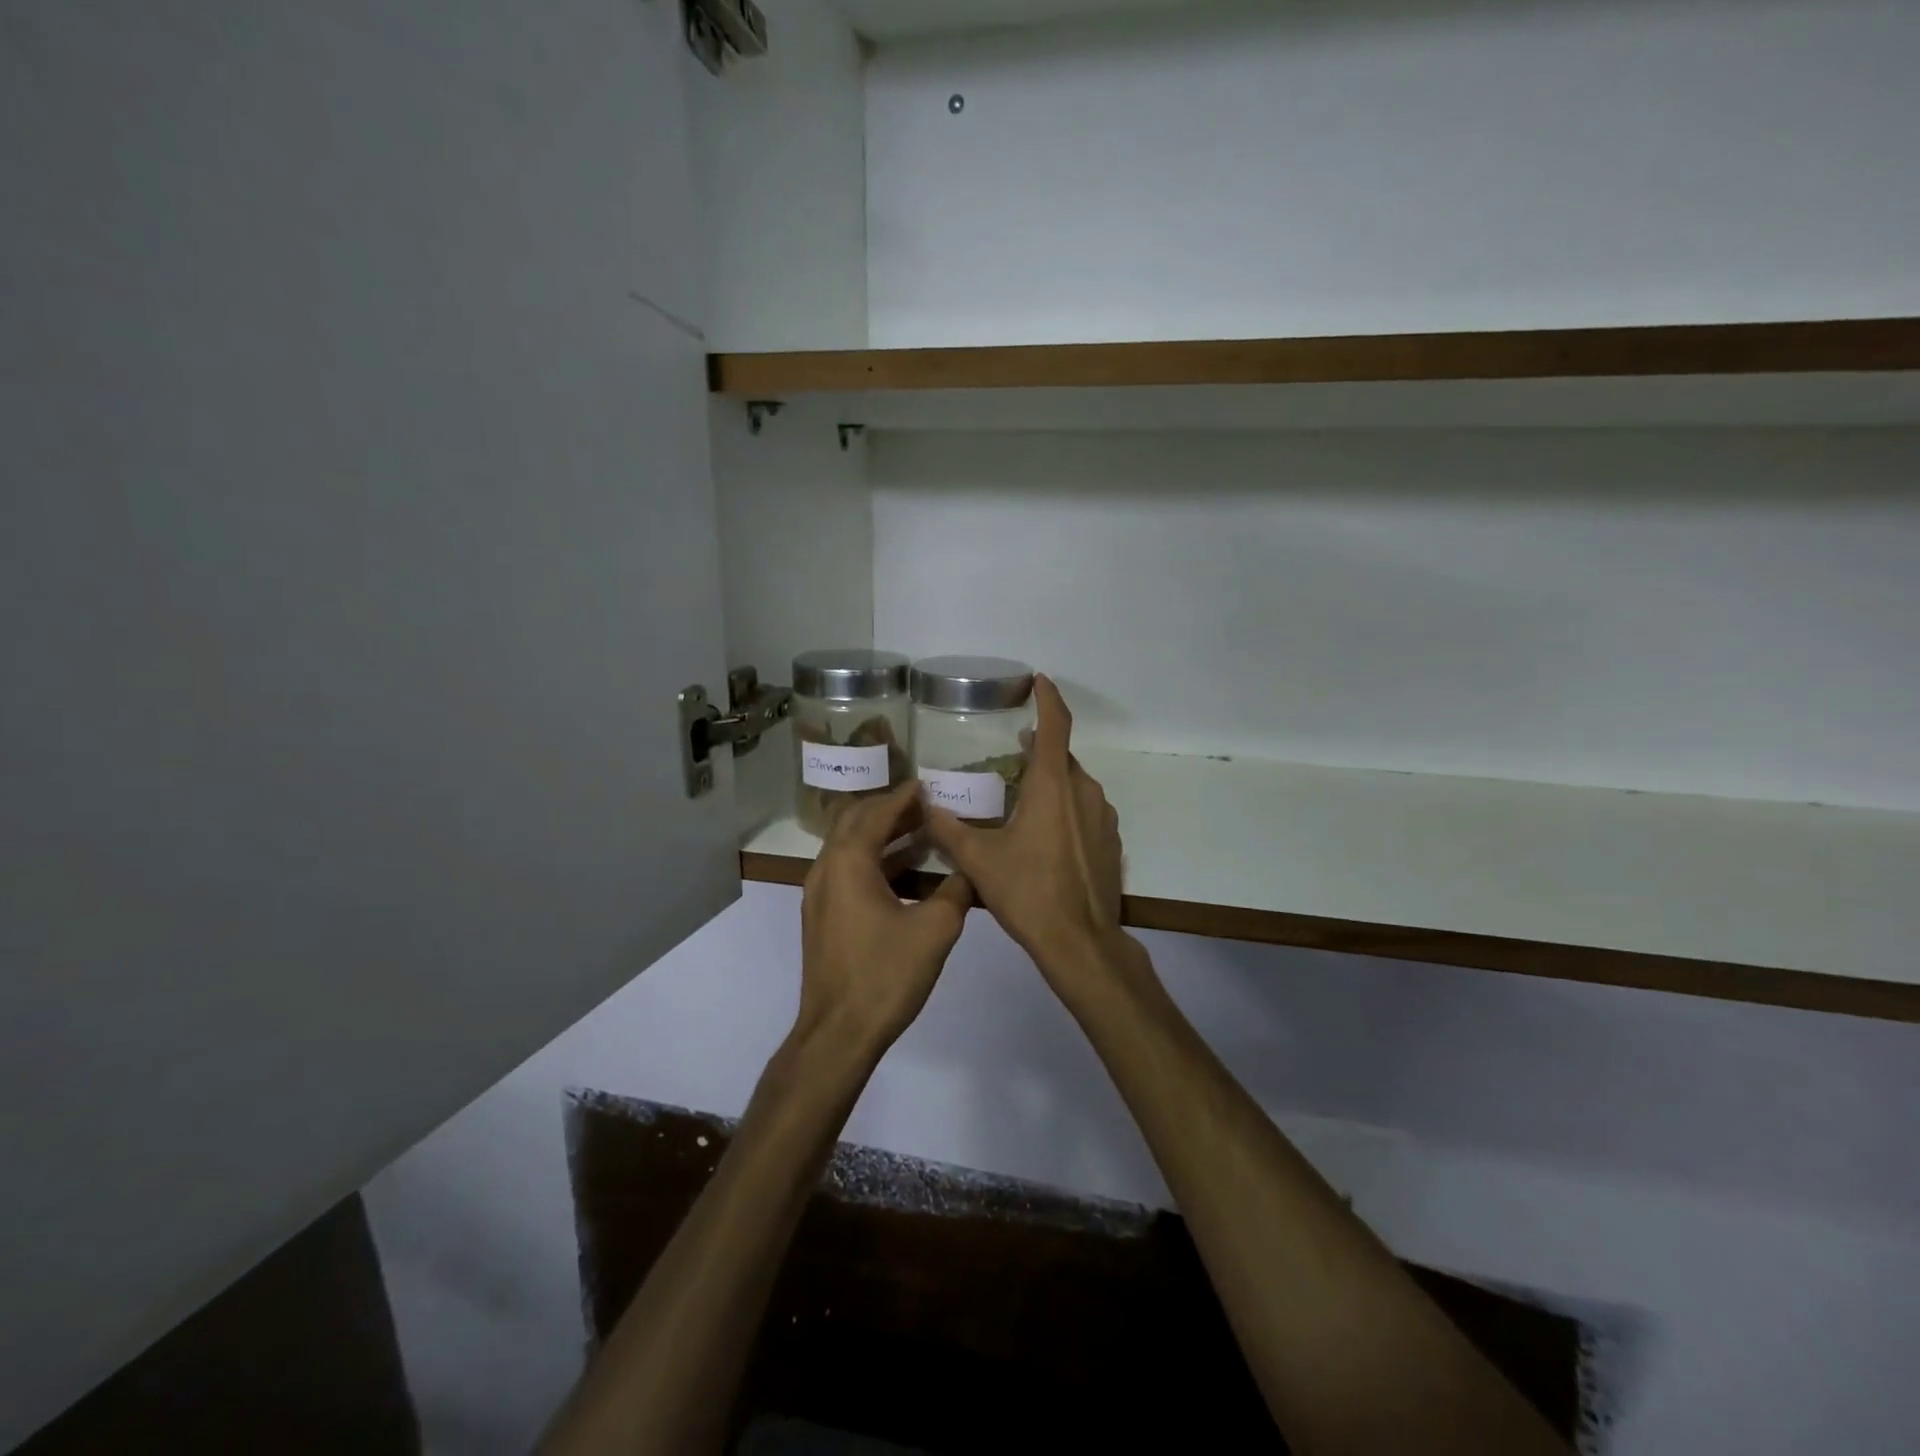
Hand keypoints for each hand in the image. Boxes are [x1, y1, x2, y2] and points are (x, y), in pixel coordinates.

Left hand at [798, 780, 972, 1057]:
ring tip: (919, 831)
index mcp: (849, 862)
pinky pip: (846, 870)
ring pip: (848, 846)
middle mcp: (826, 869)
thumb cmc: (885, 975)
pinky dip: (873, 860)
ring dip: (880, 834)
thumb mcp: (935, 929)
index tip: (926, 785)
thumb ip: (957, 891)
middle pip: (853, 821)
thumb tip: (972, 870)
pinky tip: (904, 872)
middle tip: (923, 804)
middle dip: (887, 808)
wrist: (838, 1032)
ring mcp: (819, 894)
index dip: (902, 797)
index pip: (876, 813)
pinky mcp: (822, 916)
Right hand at [922, 676, 1130, 1003]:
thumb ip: (949, 830)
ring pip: (1074, 786)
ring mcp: (1103, 816)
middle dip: (1037, 753)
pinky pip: (1085, 811)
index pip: (1056, 725)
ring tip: (1020, 805)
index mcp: (1053, 785)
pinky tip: (1044, 839)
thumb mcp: (979, 861)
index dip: (1048, 698)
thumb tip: (926, 806)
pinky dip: (1065, 810)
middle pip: (1061, 758)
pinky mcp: (1111, 841)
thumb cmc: (1028, 893)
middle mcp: (1084, 791)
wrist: (1080, 942)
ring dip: (1050, 785)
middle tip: (1009, 759)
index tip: (1038, 680)